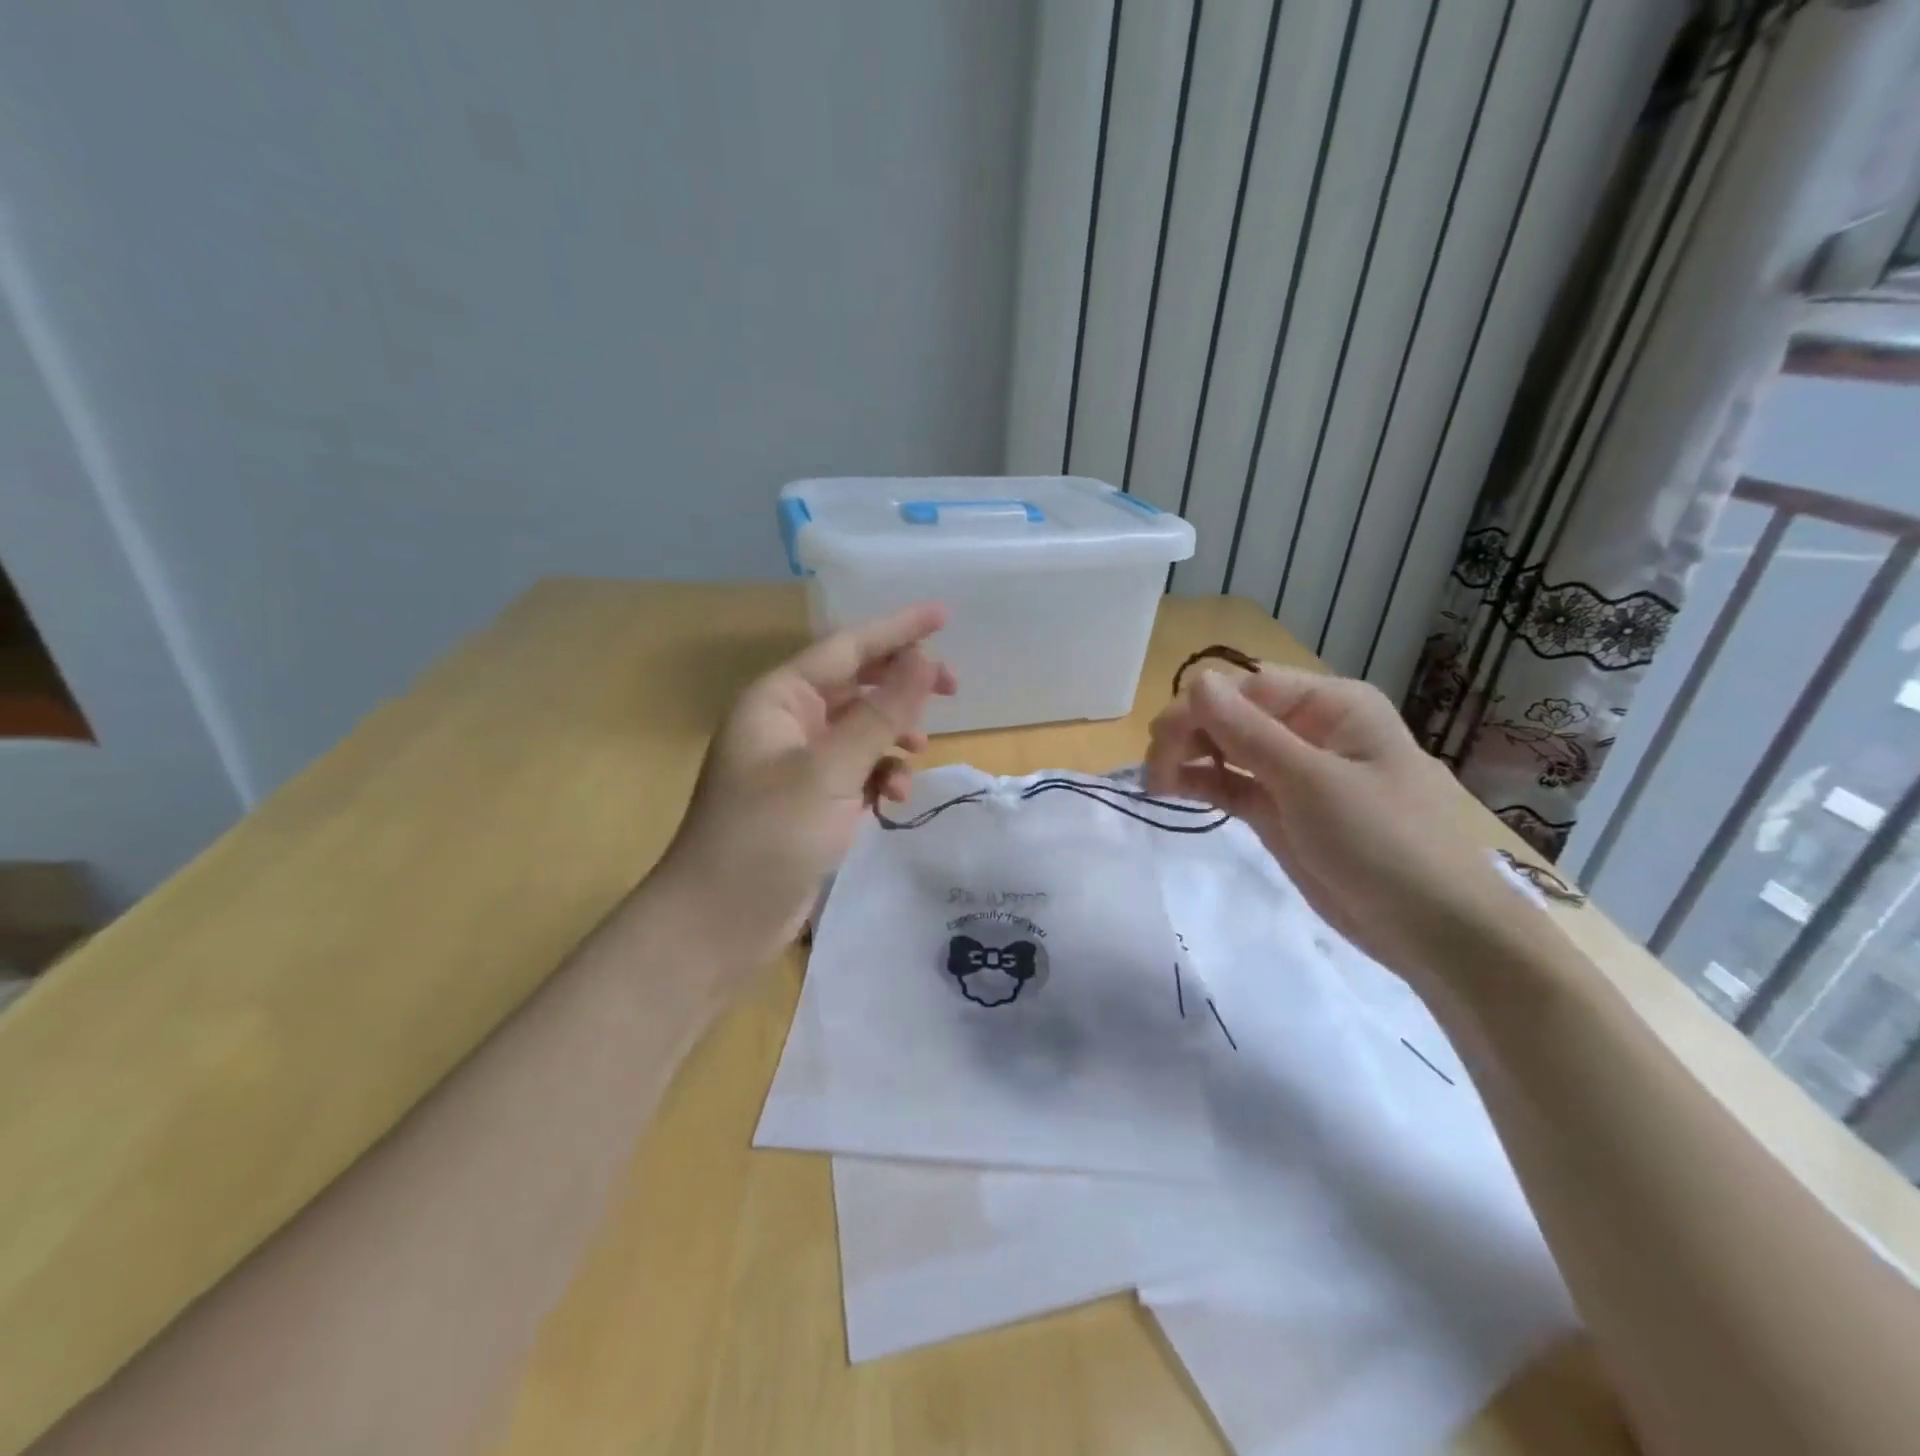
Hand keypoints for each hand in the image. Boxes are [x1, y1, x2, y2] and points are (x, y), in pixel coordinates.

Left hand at [652, 603, 955, 970]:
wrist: (719, 921)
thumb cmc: (767, 836)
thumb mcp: (830, 771)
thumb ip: (881, 715)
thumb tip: (924, 659)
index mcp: (779, 699)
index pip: (847, 647)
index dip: (898, 629)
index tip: (944, 614)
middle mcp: (787, 721)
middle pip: (857, 685)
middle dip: (903, 688)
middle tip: (954, 689)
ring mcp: (798, 762)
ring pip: (861, 730)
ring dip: (893, 738)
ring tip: (916, 756)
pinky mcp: (810, 800)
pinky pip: (856, 769)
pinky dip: (878, 776)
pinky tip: (891, 798)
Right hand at [1145, 665, 1525, 987]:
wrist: (1434, 931)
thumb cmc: (1385, 843)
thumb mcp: (1313, 783)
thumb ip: (1249, 733)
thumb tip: (1196, 681)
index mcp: (1330, 705)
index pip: (1247, 686)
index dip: (1199, 707)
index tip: (1160, 742)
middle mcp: (1309, 728)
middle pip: (1231, 713)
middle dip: (1189, 733)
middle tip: (1154, 771)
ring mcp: (1292, 771)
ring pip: (1225, 747)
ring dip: (1188, 758)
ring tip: (1157, 785)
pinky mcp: (1280, 810)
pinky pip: (1231, 783)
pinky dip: (1202, 783)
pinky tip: (1172, 791)